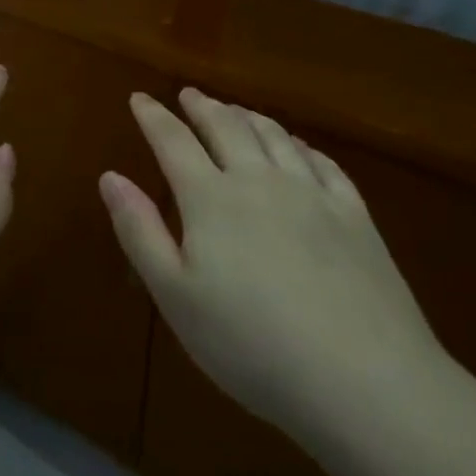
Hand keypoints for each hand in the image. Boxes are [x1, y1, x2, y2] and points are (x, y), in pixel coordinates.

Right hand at [101, 89, 446, 438]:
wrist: (364, 381)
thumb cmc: (251, 344)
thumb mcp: (175, 296)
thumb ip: (140, 231)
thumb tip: (110, 176)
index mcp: (211, 199)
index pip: (173, 142)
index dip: (153, 117)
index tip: (139, 97)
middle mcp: (259, 181)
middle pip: (226, 128)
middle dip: (203, 107)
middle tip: (189, 94)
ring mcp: (312, 195)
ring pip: (274, 137)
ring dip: (248, 117)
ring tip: (235, 110)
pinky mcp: (355, 217)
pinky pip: (323, 163)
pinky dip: (301, 145)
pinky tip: (298, 147)